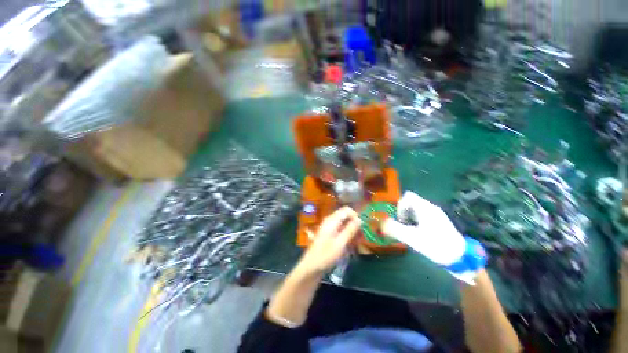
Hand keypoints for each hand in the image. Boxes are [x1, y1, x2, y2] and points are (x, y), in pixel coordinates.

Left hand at [297, 207, 361, 275]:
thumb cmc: (325, 255)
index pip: (346, 210)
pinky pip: (341, 231)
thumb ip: (350, 230)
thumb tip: (360, 219)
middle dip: (355, 225)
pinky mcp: (330, 235)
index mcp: (332, 220)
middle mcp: (330, 221)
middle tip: (361, 237)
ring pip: (344, 224)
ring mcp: (329, 228)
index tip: (361, 228)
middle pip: (346, 217)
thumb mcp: (340, 243)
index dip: (355, 216)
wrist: (311, 267)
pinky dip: (347, 236)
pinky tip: (351, 246)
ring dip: (352, 231)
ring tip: (357, 243)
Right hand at [382, 191, 465, 265]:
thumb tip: (381, 223)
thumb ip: (394, 229)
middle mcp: (431, 207)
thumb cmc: (436, 245)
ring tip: (408, 231)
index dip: (399, 206)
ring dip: (408, 217)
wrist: (461, 258)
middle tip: (402, 226)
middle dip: (403, 212)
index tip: (399, 219)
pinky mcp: (439, 222)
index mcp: (425, 208)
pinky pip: (422, 215)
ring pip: (416, 209)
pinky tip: (418, 234)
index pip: (407, 196)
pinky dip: (415, 221)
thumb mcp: (412, 238)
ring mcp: (436, 214)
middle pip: (411, 202)